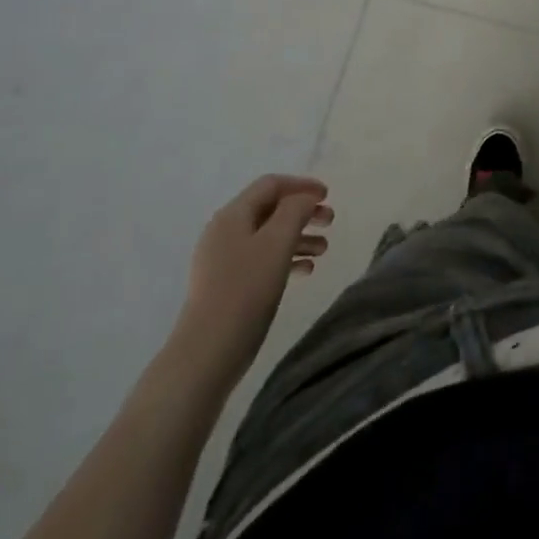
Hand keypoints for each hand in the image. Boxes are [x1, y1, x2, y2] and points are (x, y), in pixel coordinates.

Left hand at [175, 175, 332, 379]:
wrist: (207, 353)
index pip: (271, 185)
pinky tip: (305, 271)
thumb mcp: (277, 242)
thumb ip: (295, 210)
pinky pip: (261, 260)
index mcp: (233, 215)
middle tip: (330, 222)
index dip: (301, 185)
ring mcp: (223, 261)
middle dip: (302, 212)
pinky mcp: (226, 286)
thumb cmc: (246, 290)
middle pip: (270, 209)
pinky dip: (285, 259)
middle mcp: (225, 232)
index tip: (328, 196)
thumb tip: (304, 198)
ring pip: (268, 236)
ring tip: (323, 250)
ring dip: (298, 237)